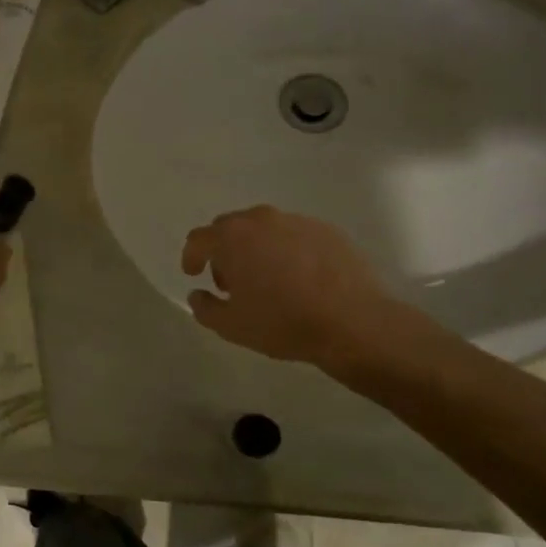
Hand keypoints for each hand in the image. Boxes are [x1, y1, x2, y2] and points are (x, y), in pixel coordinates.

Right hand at [180, 206, 436, 383]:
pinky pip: (295, 235)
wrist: (354, 322)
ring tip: (267, 279)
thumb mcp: (231, 326)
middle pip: (230, 227)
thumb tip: (198, 294)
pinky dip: (287, 250)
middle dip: (224, 251)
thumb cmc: (283, 323)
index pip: (199, 239)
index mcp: (232, 238)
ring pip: (264, 229)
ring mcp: (297, 221)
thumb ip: (205, 307)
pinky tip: (298, 278)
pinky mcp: (327, 230)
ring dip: (256, 248)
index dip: (191, 256)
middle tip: (231, 281)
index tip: (194, 274)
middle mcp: (262, 220)